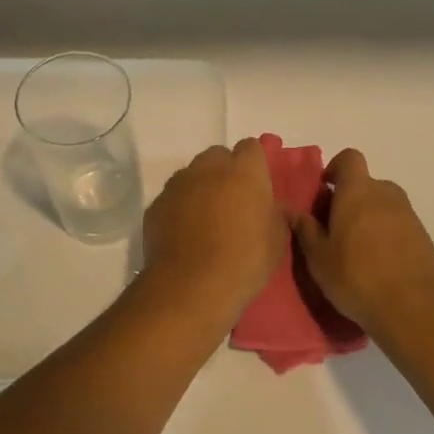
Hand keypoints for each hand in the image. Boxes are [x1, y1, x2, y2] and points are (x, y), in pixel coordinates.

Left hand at [142, 138, 288, 315]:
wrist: (192, 286)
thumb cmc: (245, 260)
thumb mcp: (277, 240)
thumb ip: (276, 214)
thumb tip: (272, 206)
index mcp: (245, 170)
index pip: (252, 148)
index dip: (255, 164)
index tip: (258, 186)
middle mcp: (209, 167)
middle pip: (218, 156)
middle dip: (225, 172)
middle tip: (233, 201)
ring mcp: (178, 183)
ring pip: (192, 174)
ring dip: (200, 187)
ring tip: (206, 219)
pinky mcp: (156, 204)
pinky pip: (172, 197)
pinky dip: (179, 207)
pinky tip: (184, 234)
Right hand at [291, 149, 433, 333]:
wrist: (415, 308)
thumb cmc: (357, 277)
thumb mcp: (319, 257)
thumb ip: (305, 229)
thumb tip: (289, 210)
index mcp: (358, 191)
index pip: (349, 158)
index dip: (336, 169)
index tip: (324, 191)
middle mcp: (386, 194)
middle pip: (365, 185)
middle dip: (349, 200)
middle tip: (334, 230)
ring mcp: (408, 215)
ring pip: (382, 206)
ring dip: (368, 219)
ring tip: (355, 252)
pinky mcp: (423, 236)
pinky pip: (397, 225)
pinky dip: (386, 236)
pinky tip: (378, 265)